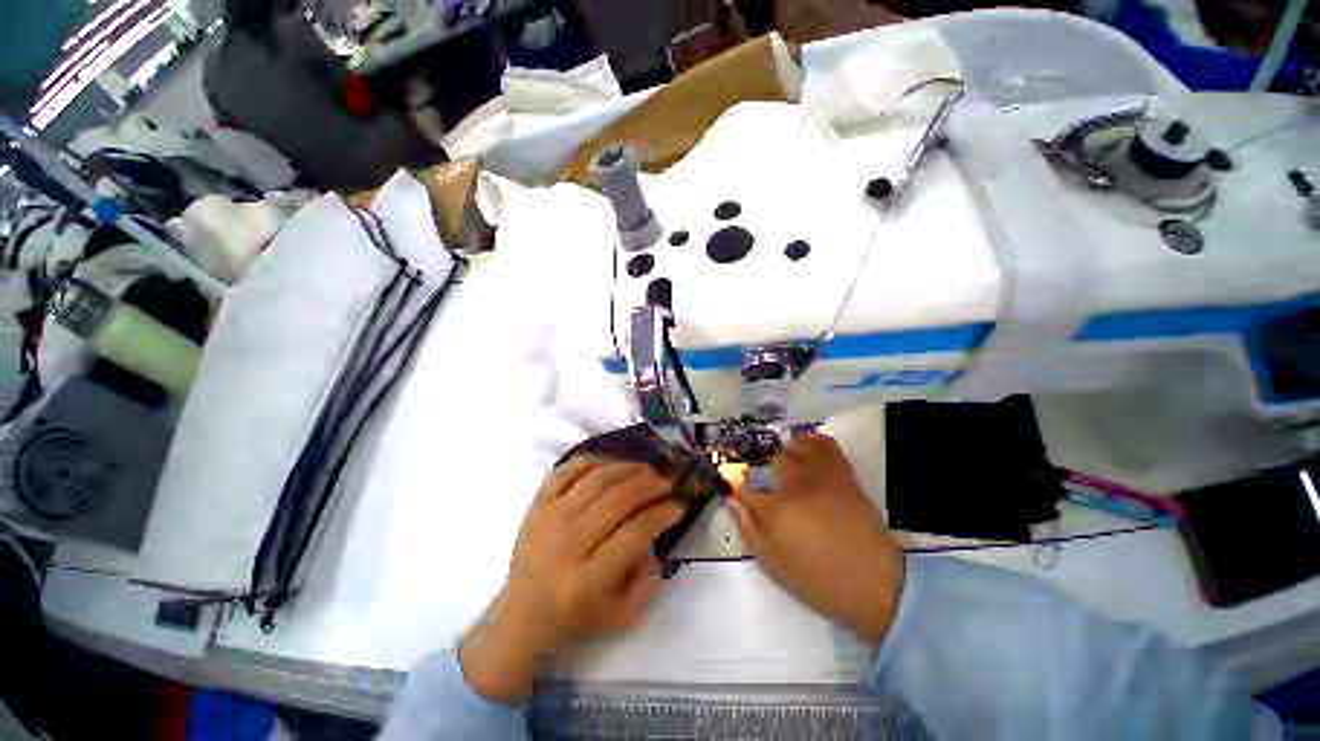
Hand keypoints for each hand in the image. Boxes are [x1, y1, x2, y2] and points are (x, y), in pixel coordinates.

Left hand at [459, 458, 683, 701]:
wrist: (521, 616)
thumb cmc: (575, 619)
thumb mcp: (621, 616)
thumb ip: (648, 580)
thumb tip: (657, 535)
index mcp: (588, 579)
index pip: (636, 531)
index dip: (663, 513)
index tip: (679, 505)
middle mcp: (568, 543)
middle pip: (619, 499)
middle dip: (652, 485)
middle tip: (668, 482)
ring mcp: (550, 518)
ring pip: (597, 478)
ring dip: (628, 468)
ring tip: (646, 470)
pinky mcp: (537, 504)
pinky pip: (568, 469)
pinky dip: (593, 460)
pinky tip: (612, 463)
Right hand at [728, 434, 904, 647]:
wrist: (875, 584)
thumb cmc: (817, 580)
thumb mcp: (772, 564)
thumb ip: (748, 528)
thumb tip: (733, 499)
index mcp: (775, 510)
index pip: (745, 483)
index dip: (734, 477)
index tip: (729, 476)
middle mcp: (796, 486)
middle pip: (771, 459)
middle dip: (762, 466)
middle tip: (763, 478)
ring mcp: (822, 477)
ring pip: (796, 447)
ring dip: (785, 452)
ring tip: (785, 463)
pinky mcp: (844, 475)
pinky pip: (825, 445)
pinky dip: (812, 441)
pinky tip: (807, 449)